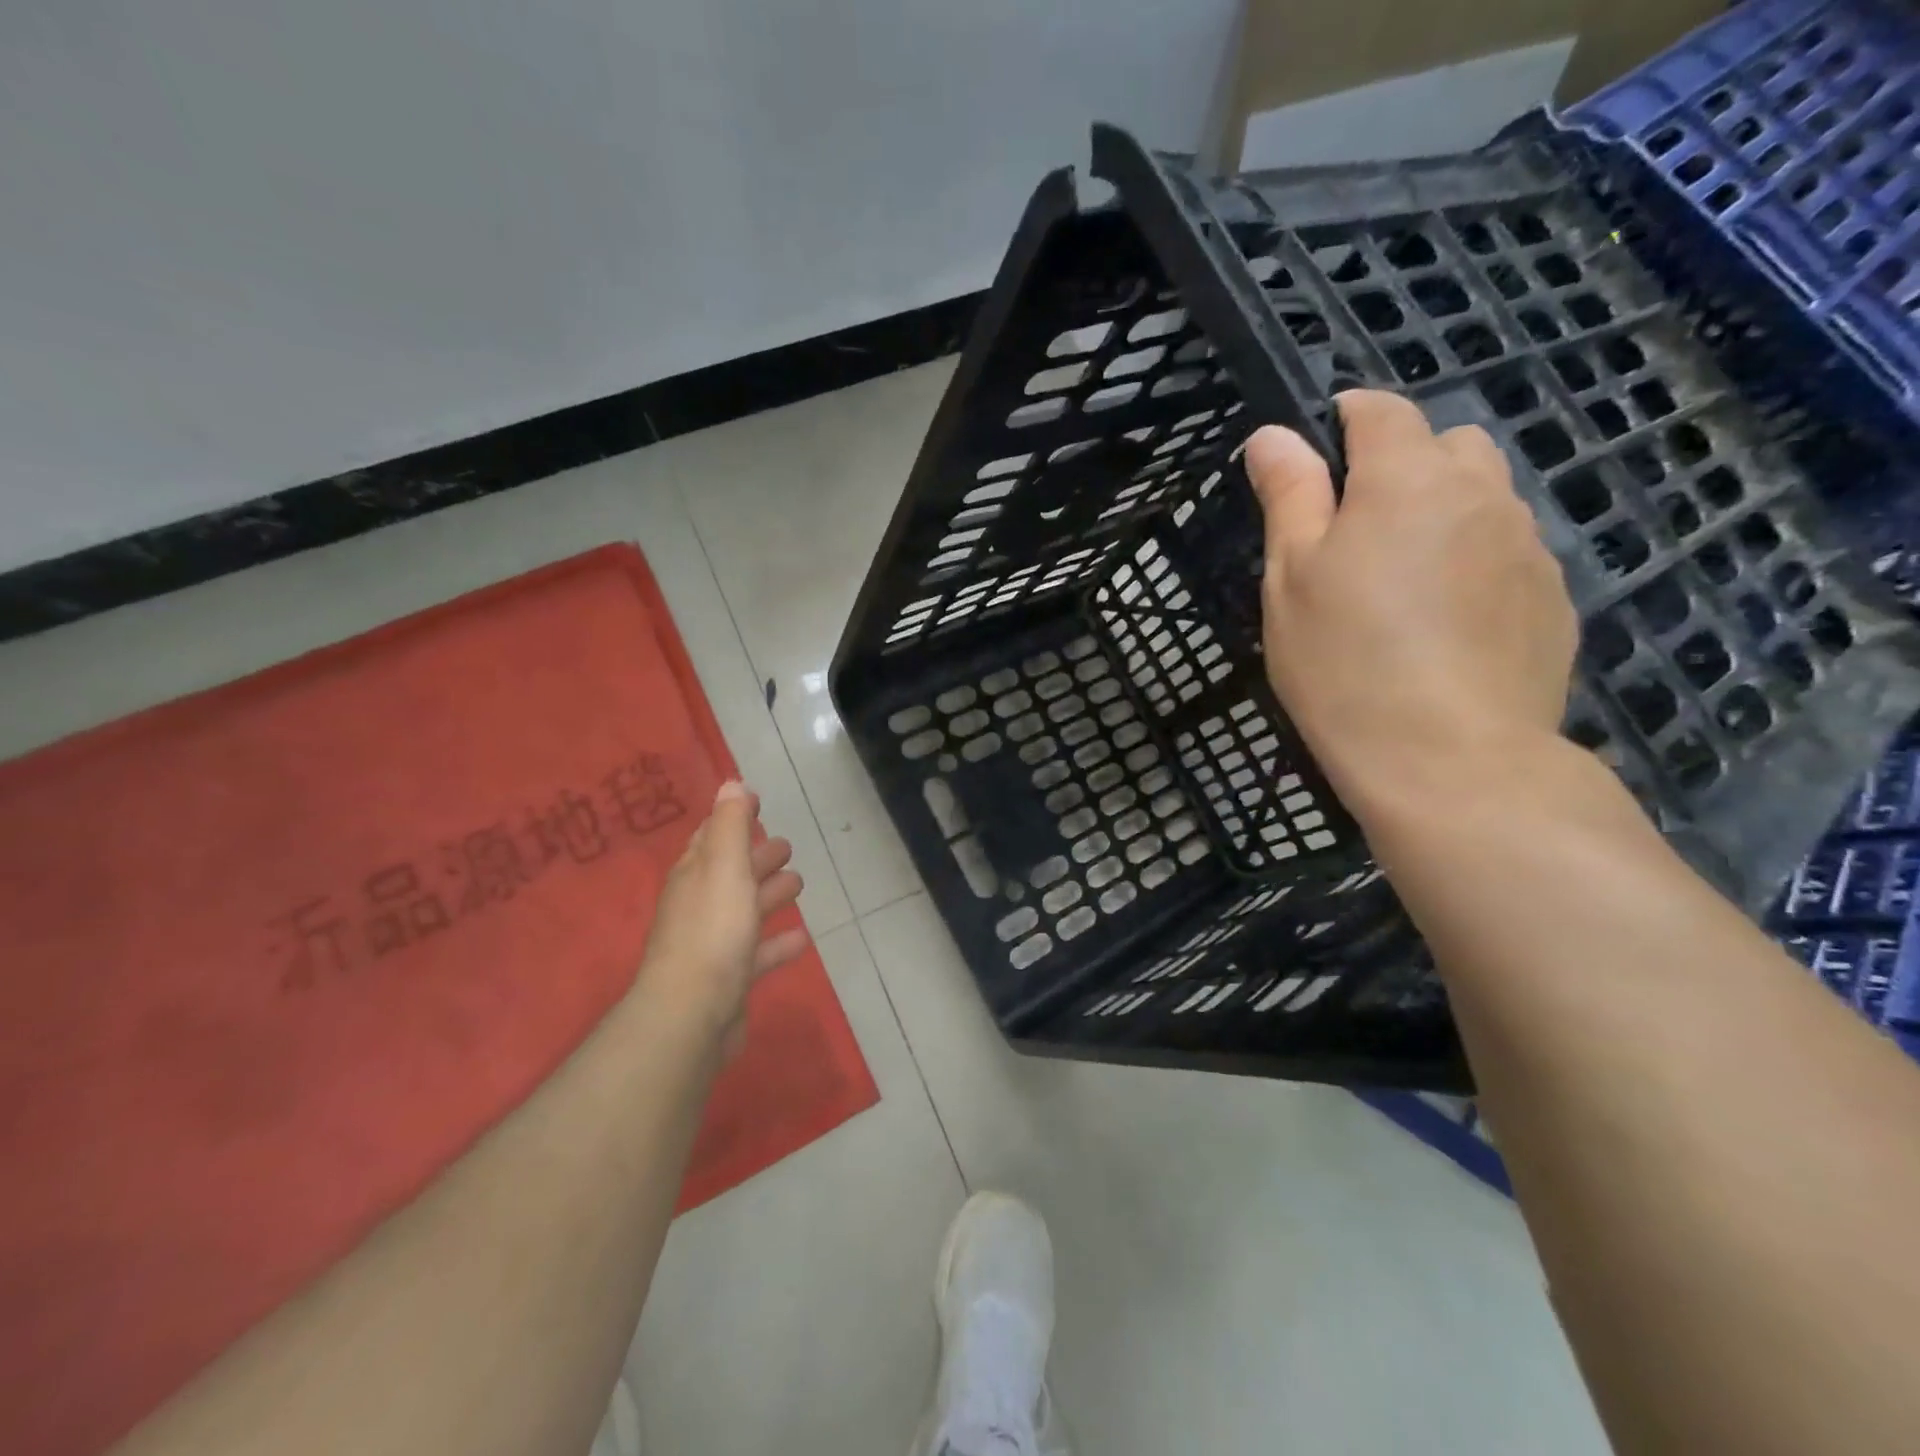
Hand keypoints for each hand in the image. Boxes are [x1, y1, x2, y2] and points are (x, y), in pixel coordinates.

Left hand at [637, 780, 807, 1054]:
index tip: (758, 801)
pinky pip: (757, 952)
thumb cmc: (712, 931)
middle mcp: (699, 905)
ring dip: (768, 894)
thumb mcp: (724, 867)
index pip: (713, 836)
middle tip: (786, 847)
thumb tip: (731, 783)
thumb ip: (730, 825)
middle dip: (756, 857)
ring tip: (798, 883)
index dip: (734, 817)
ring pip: (745, 910)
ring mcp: (713, 944)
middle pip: (731, 873)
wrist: (691, 1014)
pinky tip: (801, 938)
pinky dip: (777, 942)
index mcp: (694, 875)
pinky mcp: (729, 979)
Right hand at [1245, 390, 1577, 812]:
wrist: (1449, 759)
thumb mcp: (1292, 579)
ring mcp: (1528, 545)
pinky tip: (1445, 622)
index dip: (1344, 418)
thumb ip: (1289, 497)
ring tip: (1402, 581)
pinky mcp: (1553, 597)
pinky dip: (1474, 560)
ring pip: (1484, 497)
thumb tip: (1273, 434)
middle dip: (1402, 463)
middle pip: (1446, 444)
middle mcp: (1481, 493)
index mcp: (1407, 480)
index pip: (1380, 410)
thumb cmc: (1344, 663)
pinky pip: (1508, 551)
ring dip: (1442, 511)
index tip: (1316, 453)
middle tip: (1356, 530)